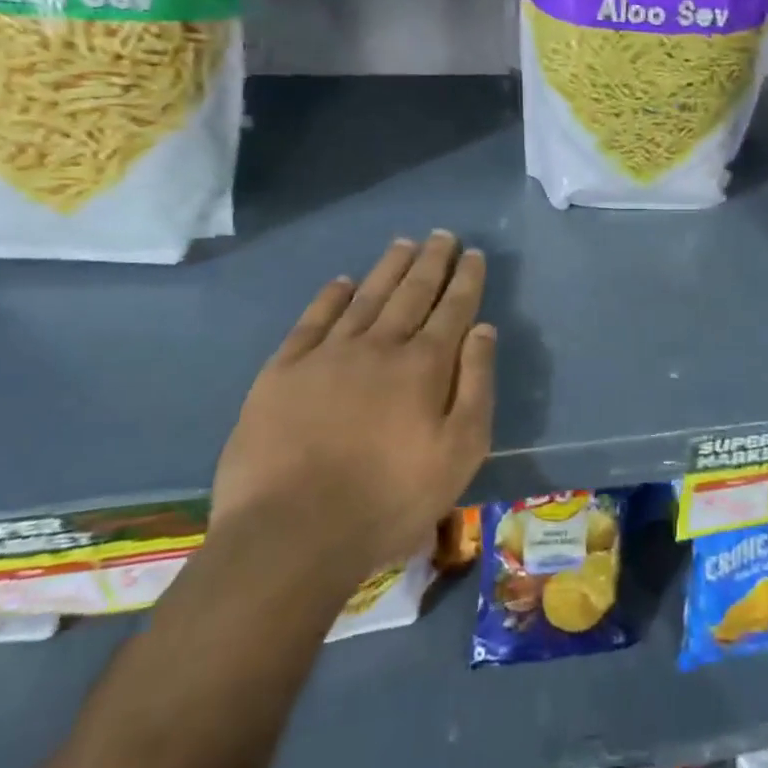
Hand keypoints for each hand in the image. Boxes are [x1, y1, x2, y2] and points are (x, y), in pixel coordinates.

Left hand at [211, 232, 495, 571]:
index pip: (452, 309)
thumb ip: (476, 385)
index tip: (473, 254)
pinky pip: (313, 321)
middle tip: (442, 235)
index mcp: (424, 366)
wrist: (292, 533)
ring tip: (403, 244)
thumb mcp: (460, 452)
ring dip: (388, 268)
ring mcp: (327, 355)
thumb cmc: (389, 499)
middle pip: (411, 292)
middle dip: (431, 262)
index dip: (465, 279)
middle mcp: (379, 346)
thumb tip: (484, 329)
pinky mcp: (283, 372)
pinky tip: (342, 282)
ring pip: (366, 297)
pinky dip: (331, 297)